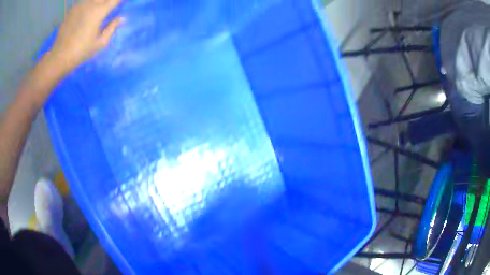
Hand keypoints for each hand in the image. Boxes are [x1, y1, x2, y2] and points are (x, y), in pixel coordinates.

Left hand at [50, 0, 123, 71]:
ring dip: (98, 2)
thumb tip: (121, 18)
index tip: (119, 4)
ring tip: (99, 7)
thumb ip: (112, 28)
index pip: (115, 0)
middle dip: (108, 1)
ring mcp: (81, 5)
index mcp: (100, 12)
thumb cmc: (81, 51)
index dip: (119, 1)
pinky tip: (87, 11)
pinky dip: (88, 4)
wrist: (60, 56)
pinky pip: (84, 2)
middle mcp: (91, 4)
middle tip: (109, 6)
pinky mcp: (73, 9)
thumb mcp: (100, 43)